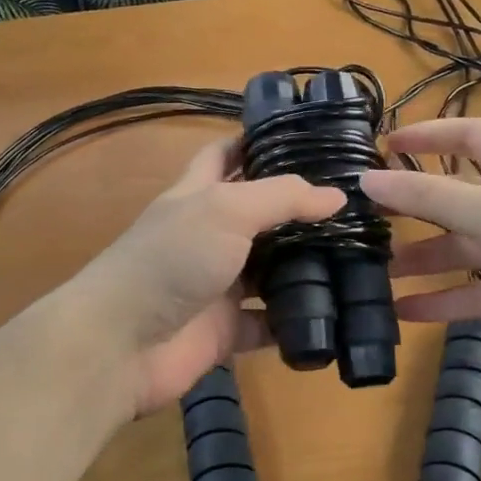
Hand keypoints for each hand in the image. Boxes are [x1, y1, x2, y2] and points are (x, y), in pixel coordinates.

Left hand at [60, 138, 344, 417]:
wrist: (121, 343)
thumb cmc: (171, 260)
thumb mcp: (225, 210)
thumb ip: (281, 198)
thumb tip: (337, 196)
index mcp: (198, 195)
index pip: (225, 155)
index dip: (256, 142)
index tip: (304, 137)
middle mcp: (208, 236)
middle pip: (258, 215)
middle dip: (297, 209)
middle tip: (353, 204)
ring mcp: (217, 284)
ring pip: (268, 270)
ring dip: (304, 266)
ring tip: (359, 256)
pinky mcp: (225, 330)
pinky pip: (268, 323)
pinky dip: (294, 321)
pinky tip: (335, 314)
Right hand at [359, 118, 480, 383]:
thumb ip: (427, 197)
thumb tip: (366, 179)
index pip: (468, 136)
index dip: (429, 134)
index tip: (385, 145)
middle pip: (455, 197)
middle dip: (412, 207)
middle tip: (365, 220)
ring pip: (460, 250)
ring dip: (421, 261)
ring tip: (374, 274)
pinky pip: (474, 294)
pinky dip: (442, 303)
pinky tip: (404, 314)